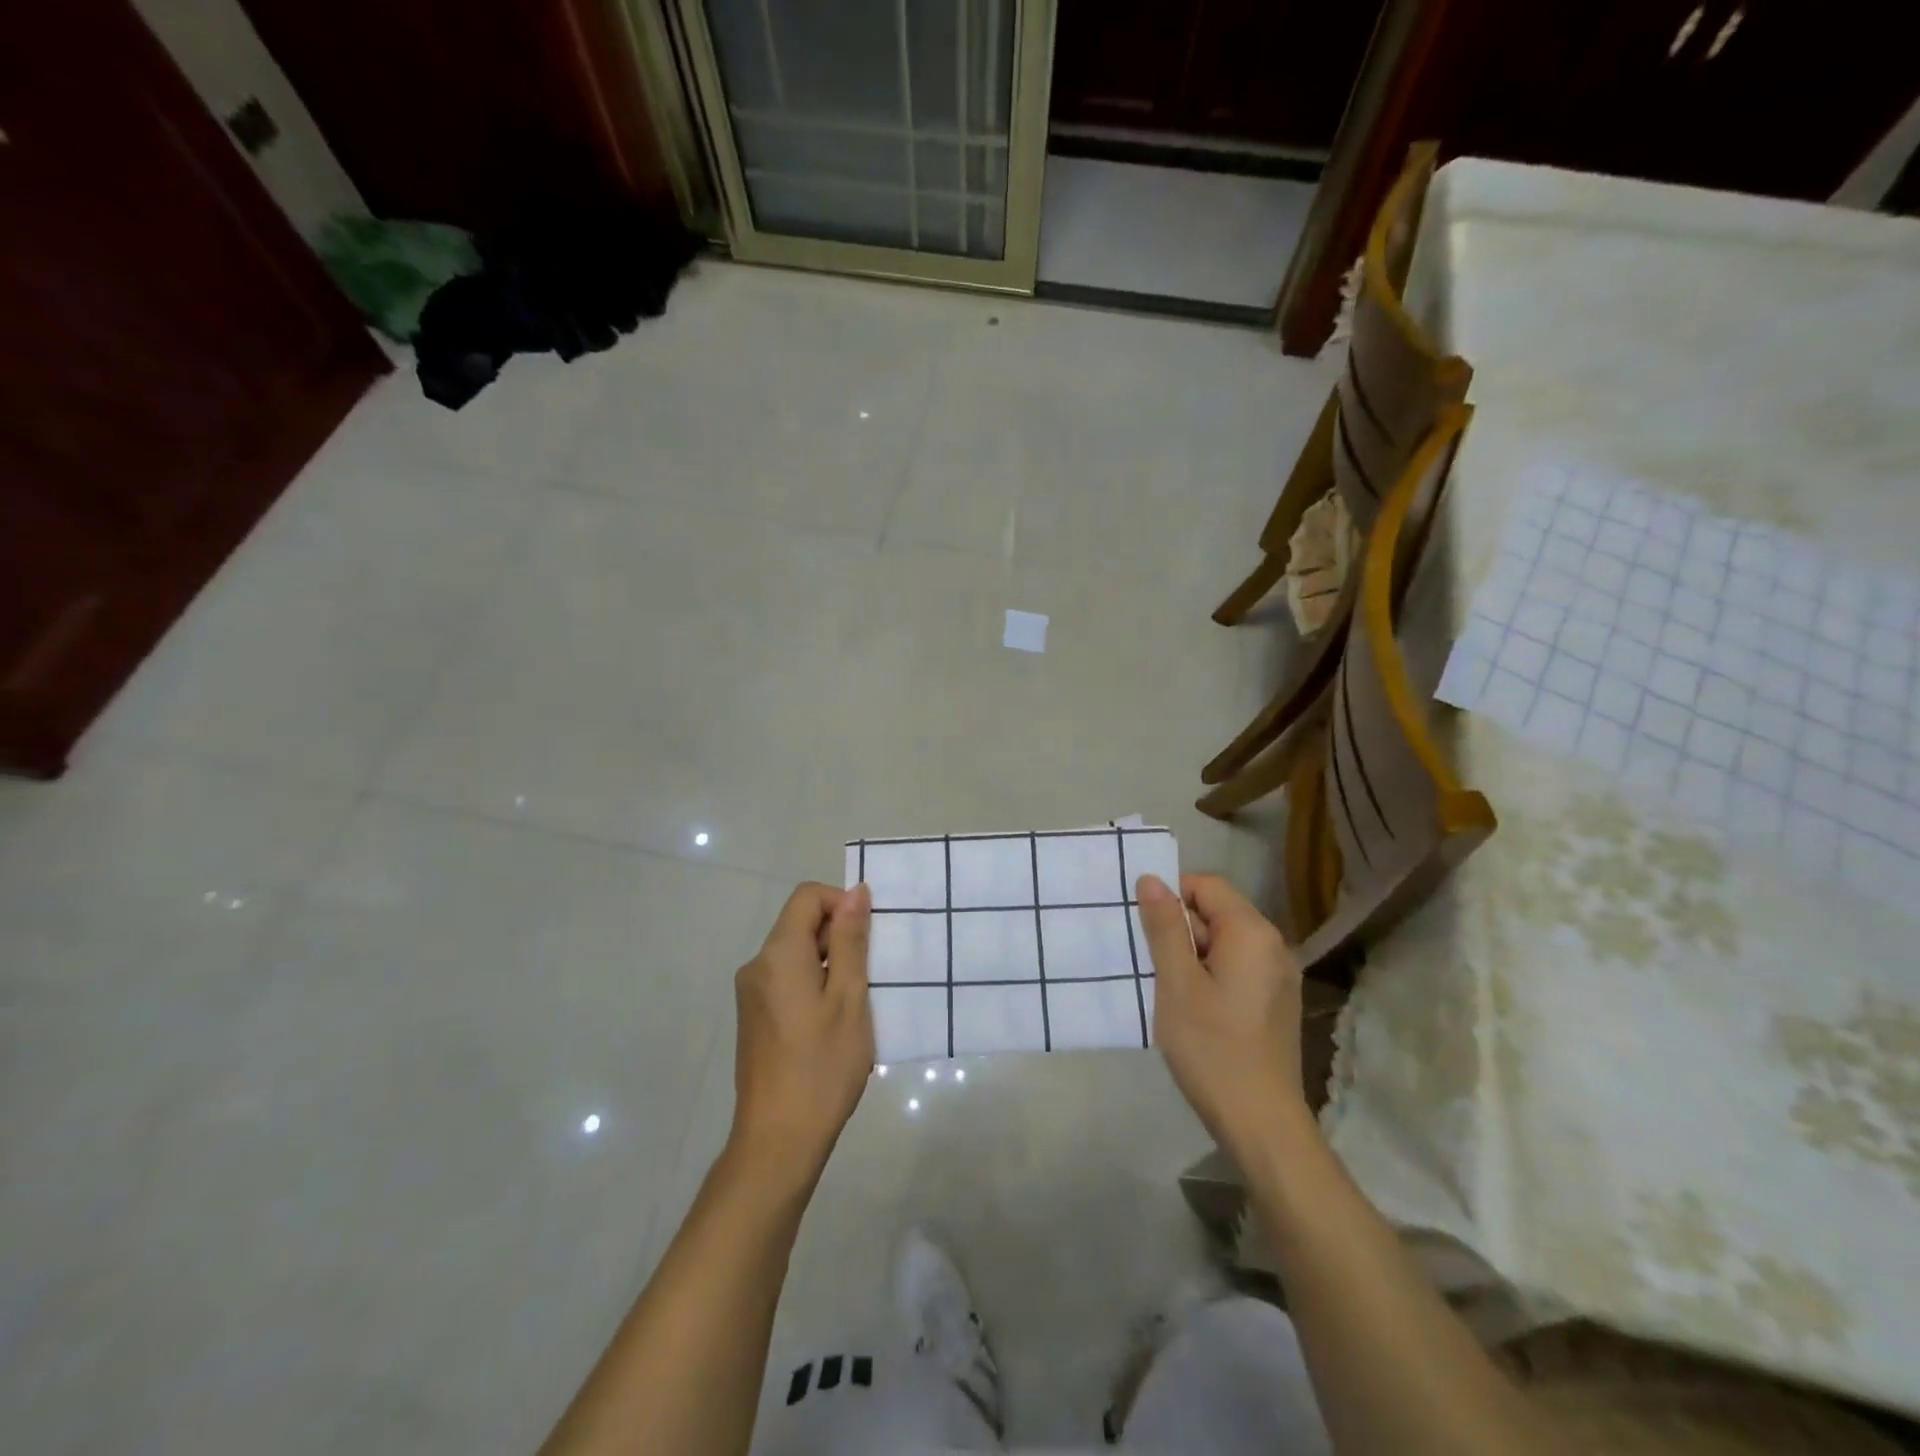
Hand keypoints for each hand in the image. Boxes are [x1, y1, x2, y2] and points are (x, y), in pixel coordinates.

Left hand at [729, 882, 874, 1176]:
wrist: (778, 1140)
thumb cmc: (822, 1066)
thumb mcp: (849, 998)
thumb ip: (851, 940)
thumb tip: (856, 892)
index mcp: (778, 954)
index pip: (808, 896)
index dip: (841, 903)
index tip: (869, 937)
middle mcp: (757, 965)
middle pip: (800, 924)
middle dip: (839, 936)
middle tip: (870, 975)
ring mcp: (751, 994)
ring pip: (796, 954)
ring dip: (830, 963)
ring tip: (856, 1003)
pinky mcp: (754, 1017)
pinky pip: (787, 979)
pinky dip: (814, 984)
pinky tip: (834, 1022)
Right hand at [1136, 873, 1306, 1157]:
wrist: (1261, 1123)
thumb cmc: (1212, 1047)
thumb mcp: (1177, 982)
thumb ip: (1165, 927)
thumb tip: (1151, 879)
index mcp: (1252, 933)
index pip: (1207, 886)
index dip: (1172, 898)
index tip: (1147, 932)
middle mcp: (1273, 945)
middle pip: (1218, 912)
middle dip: (1181, 930)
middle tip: (1153, 966)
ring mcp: (1278, 976)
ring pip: (1225, 943)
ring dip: (1192, 956)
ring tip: (1169, 990)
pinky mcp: (1275, 1002)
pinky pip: (1237, 968)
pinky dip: (1210, 976)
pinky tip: (1193, 1009)